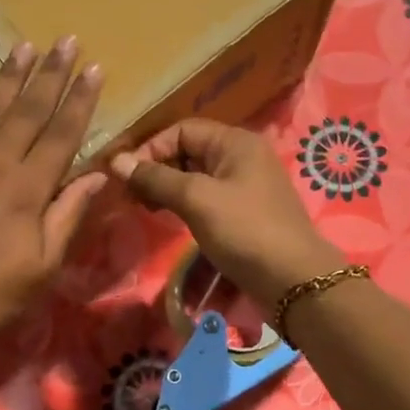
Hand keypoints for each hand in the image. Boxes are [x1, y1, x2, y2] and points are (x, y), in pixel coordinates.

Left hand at [0, 38, 105, 361]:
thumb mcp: (42, 268)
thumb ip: (67, 216)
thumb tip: (97, 175)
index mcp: (25, 190)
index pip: (62, 134)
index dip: (80, 100)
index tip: (93, 68)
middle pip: (26, 111)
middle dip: (49, 74)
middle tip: (65, 41)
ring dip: (5, 78)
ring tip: (23, 48)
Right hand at [108, 119, 344, 307]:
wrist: (293, 279)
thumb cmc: (244, 230)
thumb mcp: (196, 199)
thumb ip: (156, 178)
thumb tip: (116, 161)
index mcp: (235, 142)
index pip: (182, 130)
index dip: (151, 148)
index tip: (127, 176)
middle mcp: (242, 156)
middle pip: (189, 150)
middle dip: (157, 168)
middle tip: (132, 195)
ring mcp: (245, 185)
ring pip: (196, 176)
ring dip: (168, 188)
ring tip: (146, 208)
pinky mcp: (245, 211)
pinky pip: (207, 196)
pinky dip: (185, 203)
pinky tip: (170, 218)